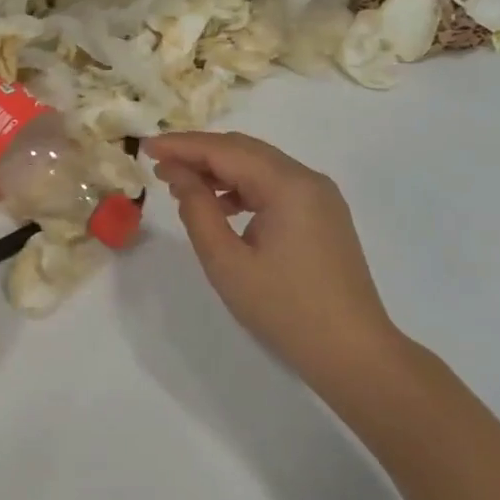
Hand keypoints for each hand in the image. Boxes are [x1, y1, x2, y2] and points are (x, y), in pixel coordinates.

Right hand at [145, 132, 403, 393]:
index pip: (224, 150)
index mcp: (287, 185)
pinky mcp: (323, 214)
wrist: (354, 354)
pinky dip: (242, 186)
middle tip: (158, 167)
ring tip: (182, 186)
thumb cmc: (285, 310)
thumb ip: (197, 210)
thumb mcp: (227, 262)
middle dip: (198, 153)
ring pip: (259, 165)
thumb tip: (179, 175)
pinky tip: (221, 206)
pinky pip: (275, 185)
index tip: (145, 148)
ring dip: (219, 169)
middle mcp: (307, 179)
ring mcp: (320, 196)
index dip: (181, 146)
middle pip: (243, 150)